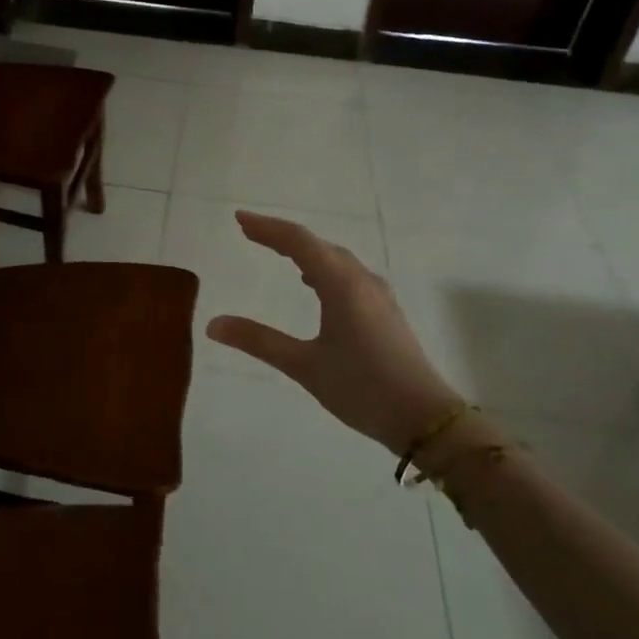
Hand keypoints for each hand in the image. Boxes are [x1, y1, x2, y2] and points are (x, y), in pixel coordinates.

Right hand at [206, 211, 462, 456]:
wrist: (425, 418)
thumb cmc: (362, 389)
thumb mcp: (304, 366)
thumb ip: (259, 341)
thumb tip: (213, 324)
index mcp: (341, 285)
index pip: (298, 241)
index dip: (267, 227)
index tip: (239, 220)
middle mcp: (361, 280)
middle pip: (317, 244)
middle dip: (282, 236)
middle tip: (250, 233)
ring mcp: (377, 294)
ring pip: (335, 258)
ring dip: (305, 250)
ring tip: (277, 252)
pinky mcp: (385, 310)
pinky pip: (348, 273)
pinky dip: (323, 267)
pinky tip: (314, 285)